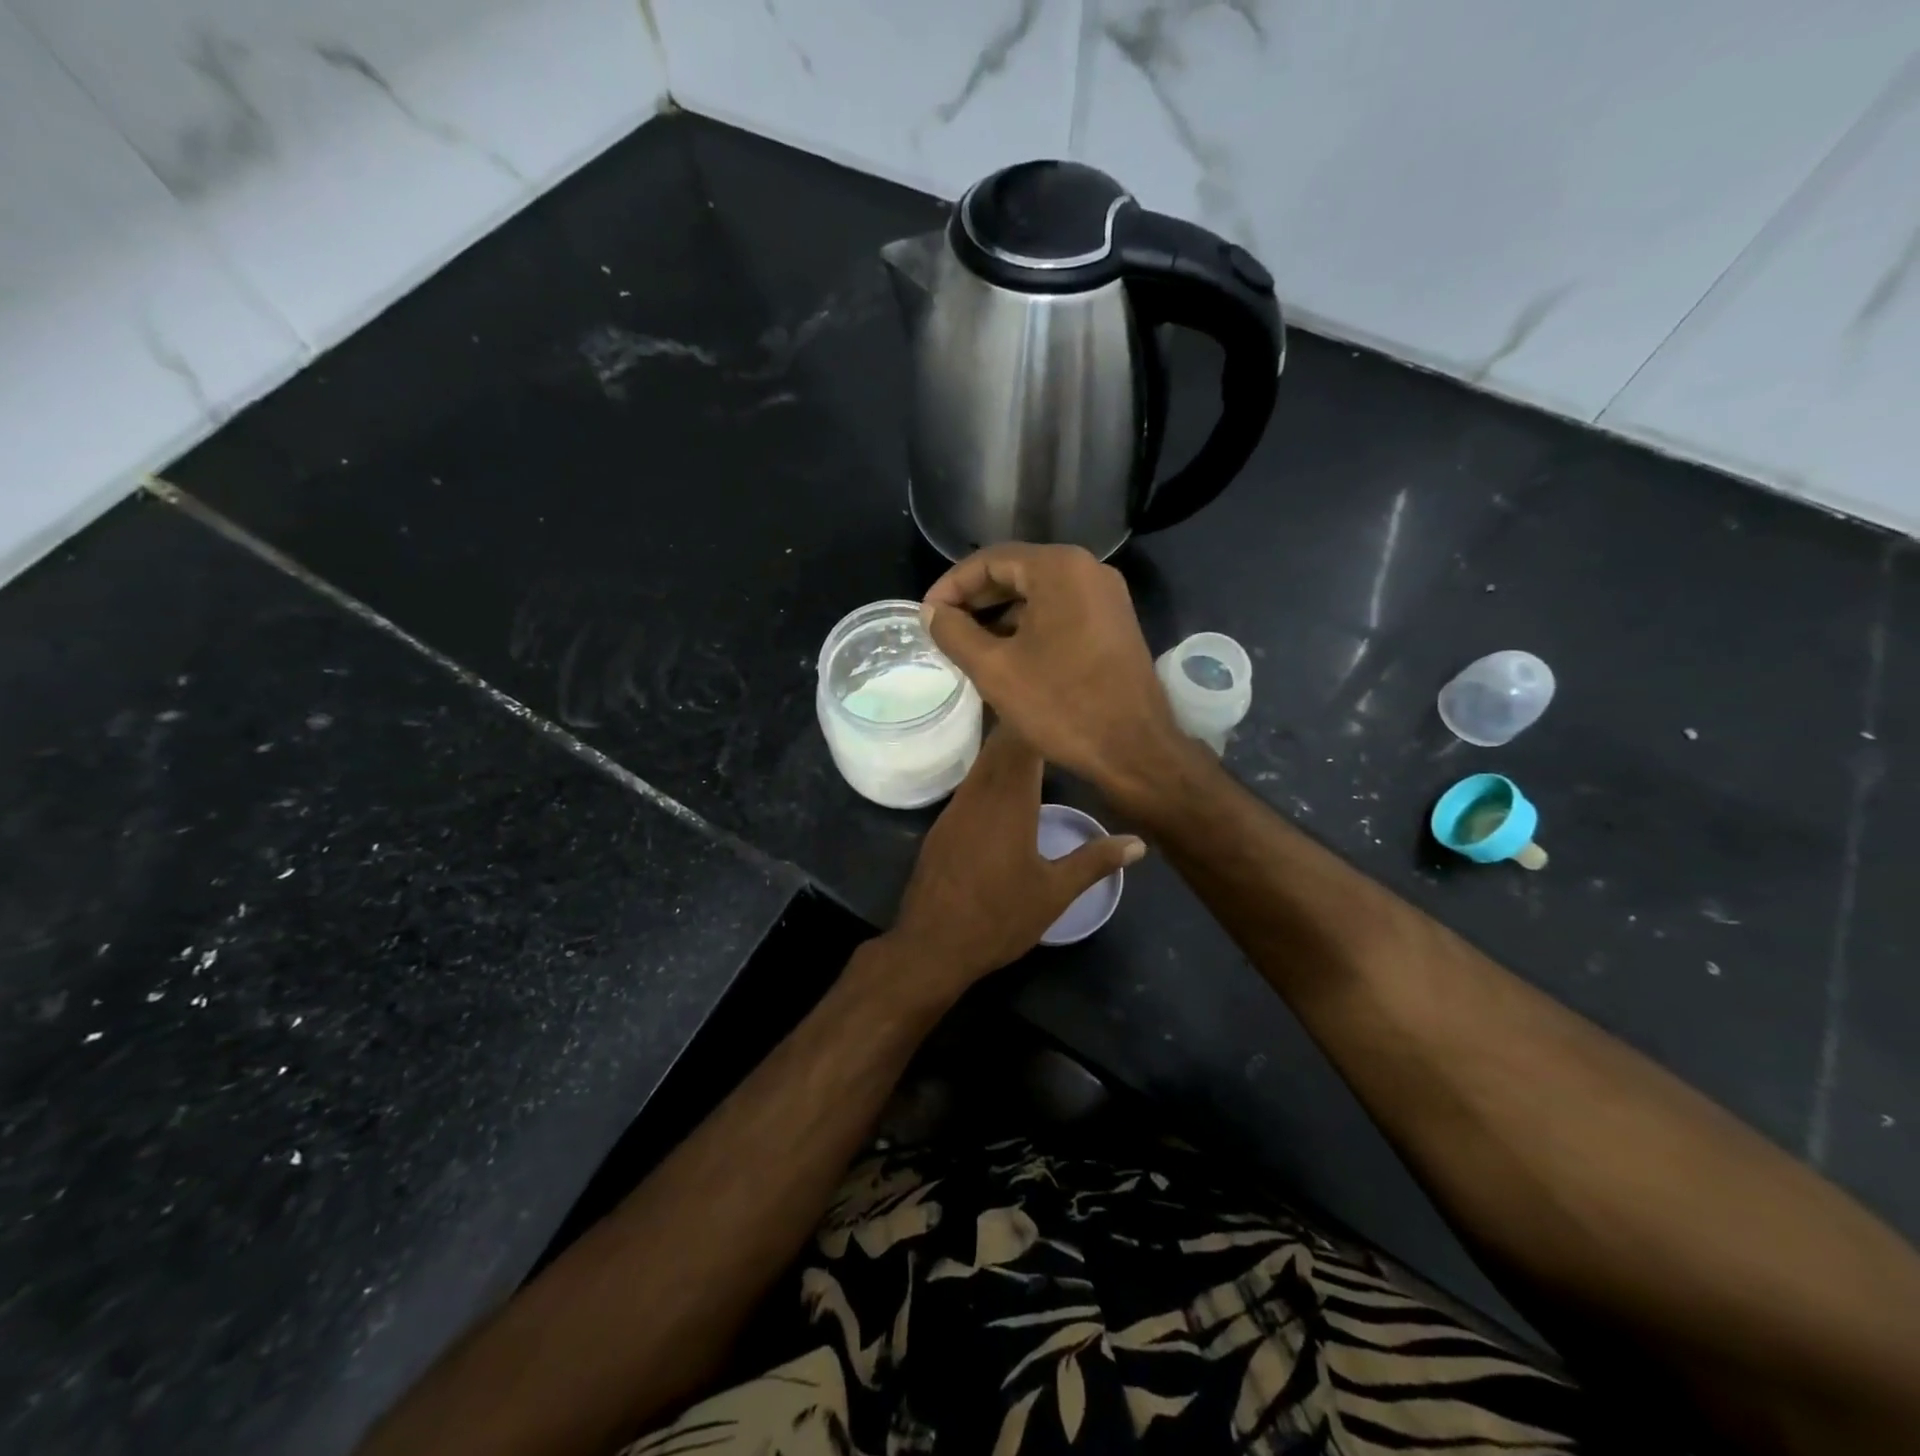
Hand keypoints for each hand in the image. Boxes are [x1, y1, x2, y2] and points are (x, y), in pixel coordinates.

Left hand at [888, 726, 1143, 994]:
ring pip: (982, 765)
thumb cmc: (1000, 917)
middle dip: (1025, 730)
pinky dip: (989, 775)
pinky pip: (969, 786)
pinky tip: (1004, 789)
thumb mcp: (1055, 893)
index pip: (1022, 742)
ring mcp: (955, 809)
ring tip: (1037, 747)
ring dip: (1005, 752)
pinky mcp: (942, 826)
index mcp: (1008, 800)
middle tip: (1057, 721)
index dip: (1040, 720)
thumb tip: (1138, 842)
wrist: (932, 945)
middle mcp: (978, 794)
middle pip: (999, 746)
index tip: (1064, 708)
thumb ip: (1095, 861)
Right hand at [922, 544, 1190, 803]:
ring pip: (1039, 594)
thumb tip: (931, 612)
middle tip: (943, 629)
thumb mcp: (995, 669)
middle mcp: (1087, 570)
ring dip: (1000, 615)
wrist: (1135, 749)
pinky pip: (1060, 612)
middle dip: (975, 600)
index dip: (951, 586)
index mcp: (1059, 569)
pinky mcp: (1113, 624)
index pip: (990, 560)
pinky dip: (1028, 627)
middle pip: (1016, 571)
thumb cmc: (1061, 705)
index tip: (926, 616)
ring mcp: (1106, 598)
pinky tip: (1006, 656)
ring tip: (968, 646)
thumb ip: (954, 633)